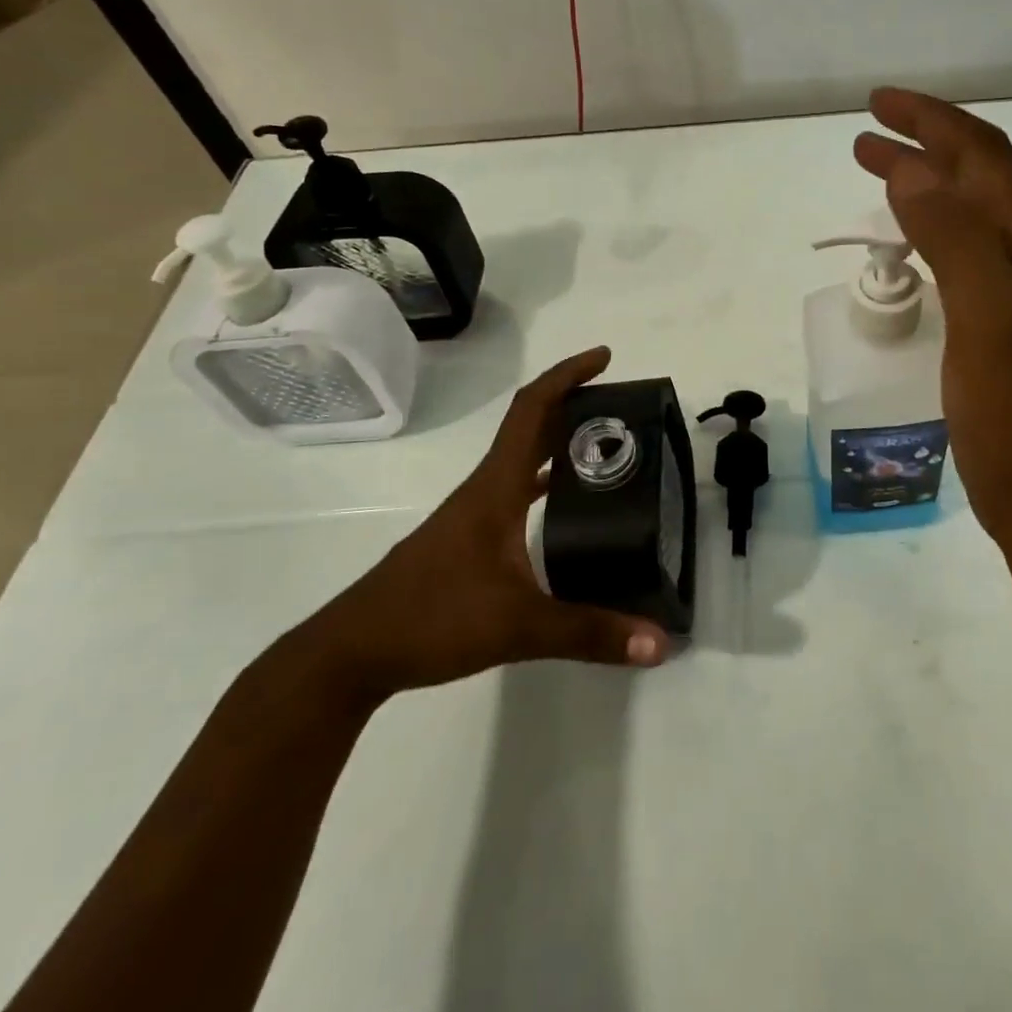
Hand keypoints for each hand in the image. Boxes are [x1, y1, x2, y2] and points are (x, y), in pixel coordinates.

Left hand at [298, 348, 670, 705]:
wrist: (352, 653)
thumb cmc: (431, 619)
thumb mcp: (518, 627)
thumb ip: (590, 633)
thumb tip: (659, 643)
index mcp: (496, 488)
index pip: (531, 411)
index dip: (567, 376)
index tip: (604, 358)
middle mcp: (485, 490)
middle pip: (531, 426)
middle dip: (575, 404)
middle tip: (625, 408)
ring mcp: (473, 514)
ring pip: (523, 459)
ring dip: (560, 441)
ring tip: (609, 447)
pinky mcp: (469, 539)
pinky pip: (516, 490)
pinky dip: (546, 480)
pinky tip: (569, 503)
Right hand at [854, 89, 1011, 551]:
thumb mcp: (987, 314)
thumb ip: (955, 237)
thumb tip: (911, 171)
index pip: (982, 157)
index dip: (932, 122)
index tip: (875, 106)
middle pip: (978, 178)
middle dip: (925, 145)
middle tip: (867, 136)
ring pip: (970, 214)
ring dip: (927, 185)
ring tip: (882, 175)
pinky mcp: (999, 324)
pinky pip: (961, 254)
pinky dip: (930, 230)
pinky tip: (910, 244)